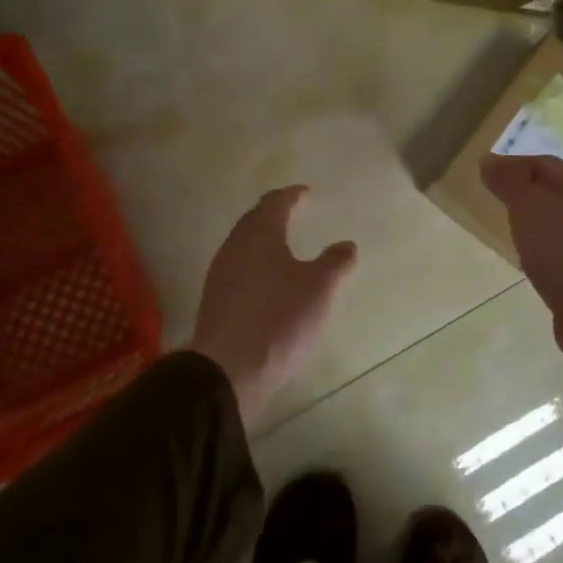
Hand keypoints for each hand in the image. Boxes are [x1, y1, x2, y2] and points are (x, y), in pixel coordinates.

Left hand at [190, 186, 357, 428]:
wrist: (227, 369)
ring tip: (282, 244)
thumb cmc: (278, 319)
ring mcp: (220, 275)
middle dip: (273, 213)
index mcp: (259, 235)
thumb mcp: (319, 289)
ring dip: (262, 239)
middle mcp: (235, 247)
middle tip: (291, 211)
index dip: (291, 196)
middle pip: (253, 221)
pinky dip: (255, 264)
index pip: (274, 203)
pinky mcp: (216, 301)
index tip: (304, 193)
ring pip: (243, 245)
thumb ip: (335, 263)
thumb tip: (346, 244)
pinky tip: (267, 280)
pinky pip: (238, 269)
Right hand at [482, 155, 562, 397]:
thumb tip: (488, 160)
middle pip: (550, 191)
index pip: (543, 163)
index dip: (515, 163)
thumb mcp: (527, 205)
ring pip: (552, 220)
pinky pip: (553, 249)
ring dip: (529, 218)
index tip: (487, 173)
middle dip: (522, 190)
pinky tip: (523, 256)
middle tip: (493, 196)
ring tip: (504, 223)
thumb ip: (508, 181)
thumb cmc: (560, 248)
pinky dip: (535, 246)